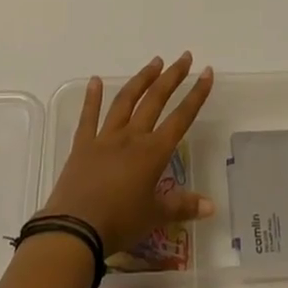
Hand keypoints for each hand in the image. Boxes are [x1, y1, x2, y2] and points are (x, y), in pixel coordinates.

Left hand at [39, 54, 214, 255]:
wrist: (75, 229)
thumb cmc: (119, 223)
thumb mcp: (155, 217)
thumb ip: (183, 206)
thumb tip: (212, 206)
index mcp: (153, 152)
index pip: (181, 118)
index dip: (196, 95)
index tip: (206, 72)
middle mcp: (132, 137)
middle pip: (155, 100)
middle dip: (172, 77)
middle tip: (184, 57)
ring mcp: (105, 137)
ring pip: (126, 101)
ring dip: (141, 80)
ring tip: (154, 62)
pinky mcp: (83, 144)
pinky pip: (88, 117)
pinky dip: (92, 98)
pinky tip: (95, 80)